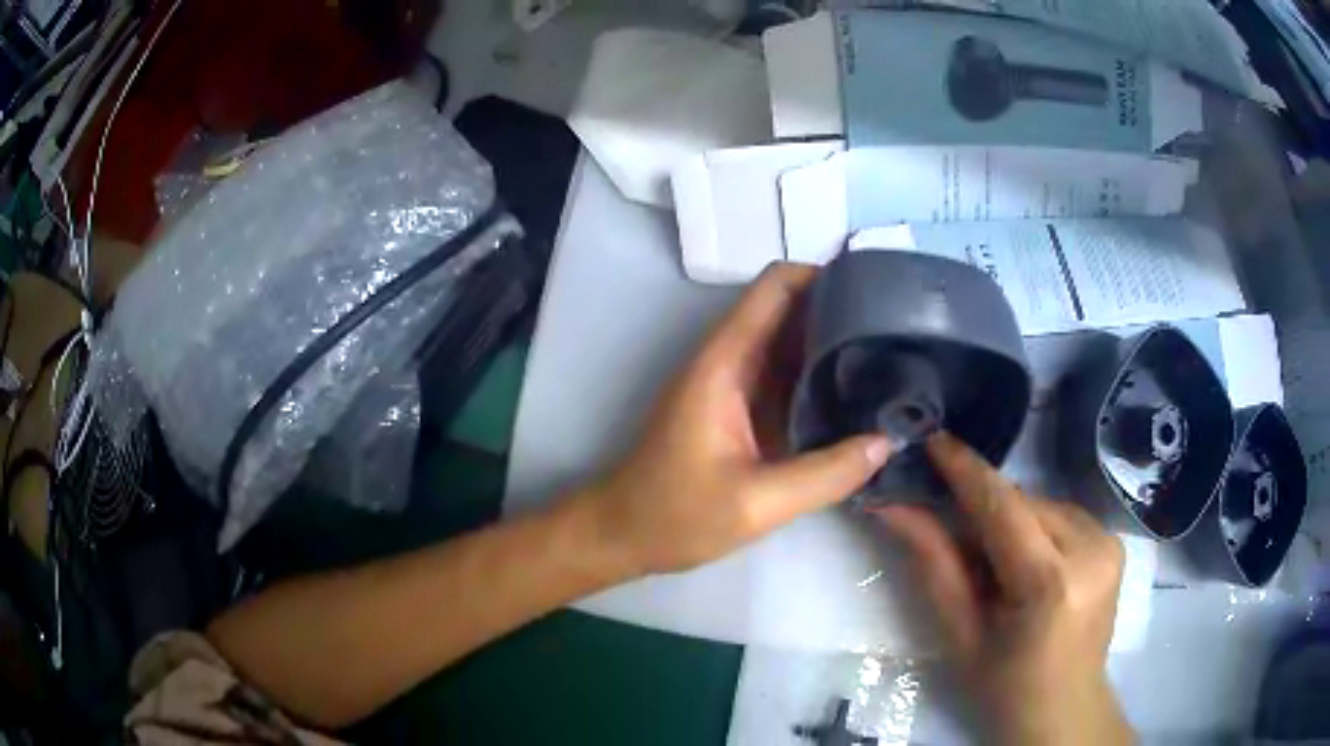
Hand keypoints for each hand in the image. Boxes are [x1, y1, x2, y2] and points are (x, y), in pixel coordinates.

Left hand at [579, 264, 892, 577]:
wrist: (623, 534)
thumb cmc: (675, 515)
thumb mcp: (757, 504)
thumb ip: (826, 474)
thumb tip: (887, 442)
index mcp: (725, 362)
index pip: (776, 286)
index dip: (825, 274)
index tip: (877, 288)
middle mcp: (729, 360)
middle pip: (789, 308)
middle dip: (842, 308)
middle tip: (900, 328)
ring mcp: (732, 383)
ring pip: (790, 341)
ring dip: (834, 342)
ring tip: (891, 355)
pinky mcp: (738, 408)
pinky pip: (785, 376)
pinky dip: (820, 376)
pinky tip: (857, 395)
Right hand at [875, 434, 1131, 745]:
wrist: (1063, 710)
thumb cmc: (1003, 687)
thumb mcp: (959, 635)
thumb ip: (933, 565)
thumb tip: (895, 508)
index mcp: (1050, 583)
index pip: (1003, 507)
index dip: (966, 470)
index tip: (933, 440)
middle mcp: (1091, 549)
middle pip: (1023, 503)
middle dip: (983, 509)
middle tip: (951, 533)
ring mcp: (1109, 542)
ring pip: (1042, 505)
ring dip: (1009, 520)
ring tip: (993, 563)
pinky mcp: (1115, 541)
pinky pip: (1062, 515)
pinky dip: (1035, 528)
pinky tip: (1025, 563)